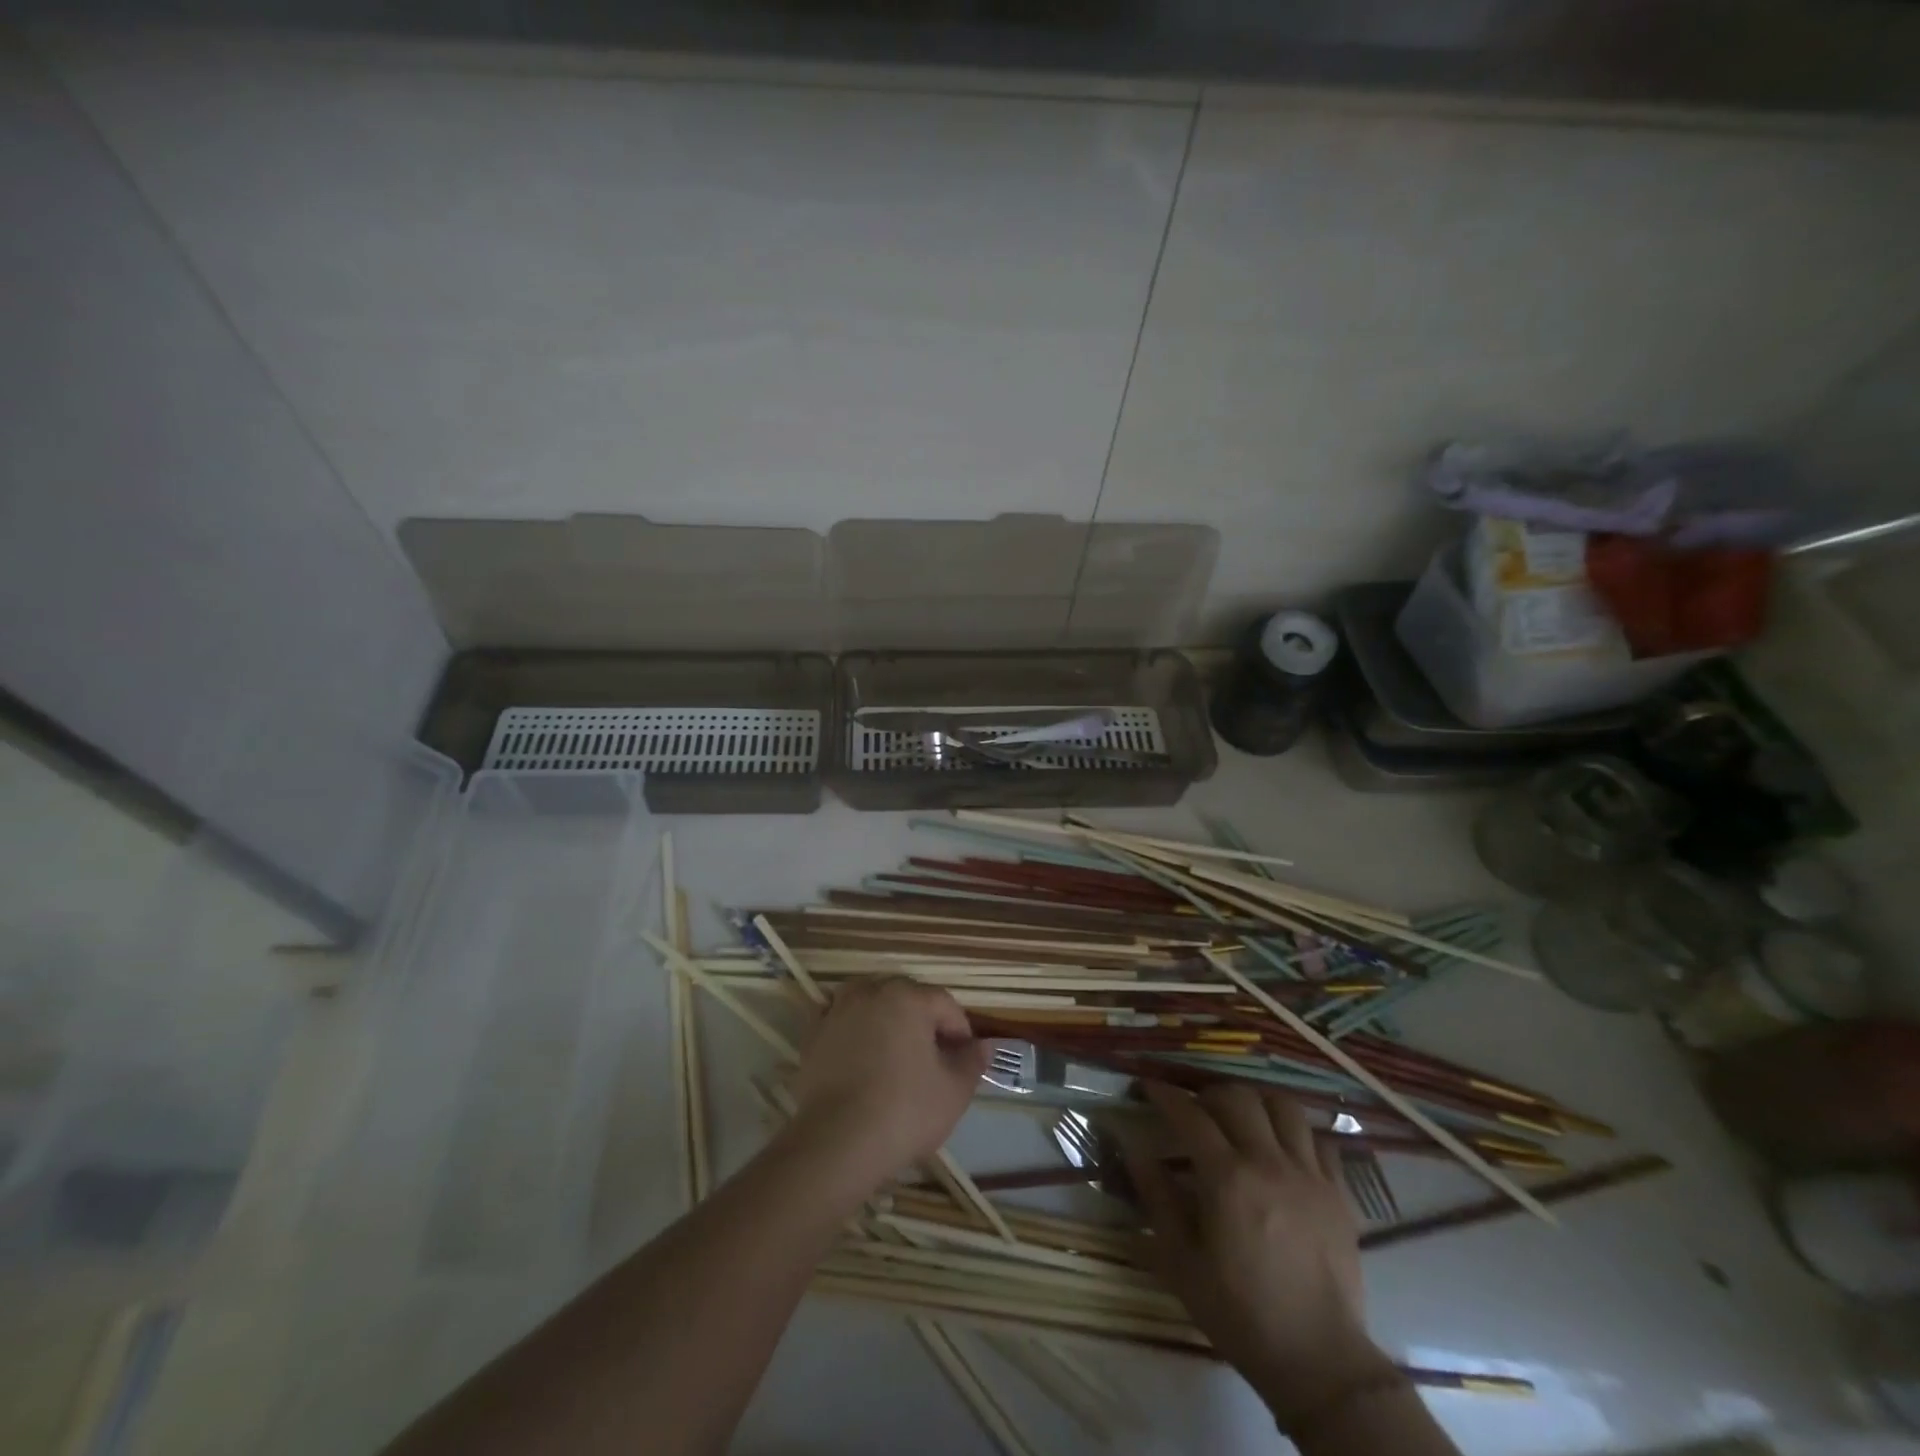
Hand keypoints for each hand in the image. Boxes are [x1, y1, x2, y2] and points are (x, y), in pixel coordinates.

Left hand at [787, 978, 987, 1183]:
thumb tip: (983, 1046)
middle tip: (933, 1059)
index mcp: (908, 997)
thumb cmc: (905, 1111)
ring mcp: (837, 1011)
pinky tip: (861, 1060)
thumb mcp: (954, 1091)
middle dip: (924, 1021)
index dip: (960, 1031)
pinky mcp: (813, 1035)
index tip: (965, 1060)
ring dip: (887, 1019)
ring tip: (896, 1054)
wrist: (837, 1143)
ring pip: (871, 1002)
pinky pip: (842, 1022)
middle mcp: (871, 992)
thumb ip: (972, 1062)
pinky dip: (855, 1031)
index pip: (944, 1004)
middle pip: (907, 997)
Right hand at [1123, 1083, 1399, 1429]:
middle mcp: (1269, 1163)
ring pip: (1283, 1106)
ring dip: (1256, 1103)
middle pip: (1237, 1097)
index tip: (1148, 1087)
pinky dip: (1298, 1134)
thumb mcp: (1181, 1261)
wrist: (1318, 1361)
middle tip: (1196, 1111)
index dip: (1165, 1094)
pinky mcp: (1340, 1193)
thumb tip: (1134, 1147)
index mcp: (1227, 1178)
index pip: (1189, 1114)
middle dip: (1209, 1094)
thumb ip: (1156, 1197)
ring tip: (1242, 1120)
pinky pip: (1320, 1140)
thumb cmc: (1239, 1313)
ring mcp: (1309, 1174)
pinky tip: (1284, 1151)